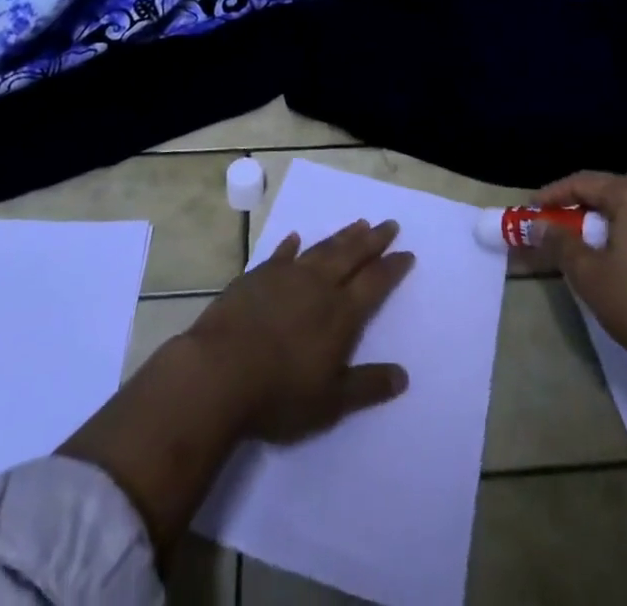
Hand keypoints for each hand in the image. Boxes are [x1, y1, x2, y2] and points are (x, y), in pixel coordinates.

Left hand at [186, 218, 414, 443]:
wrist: (219, 372)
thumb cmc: (279, 394)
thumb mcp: (331, 402)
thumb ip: (368, 386)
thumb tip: (403, 376)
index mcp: (341, 313)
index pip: (375, 283)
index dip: (393, 267)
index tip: (407, 253)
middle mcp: (318, 286)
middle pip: (352, 255)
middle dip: (373, 240)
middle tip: (389, 223)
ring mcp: (286, 276)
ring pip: (321, 249)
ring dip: (342, 236)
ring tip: (358, 223)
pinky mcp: (257, 276)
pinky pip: (281, 254)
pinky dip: (291, 245)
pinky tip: (296, 238)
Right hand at [529, 172, 626, 383]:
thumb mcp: (590, 274)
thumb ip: (560, 242)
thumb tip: (538, 224)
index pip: (585, 182)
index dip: (553, 194)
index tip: (531, 209)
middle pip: (610, 191)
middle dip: (578, 206)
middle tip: (552, 225)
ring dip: (602, 220)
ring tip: (579, 241)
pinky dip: (626, 231)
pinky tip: (614, 254)